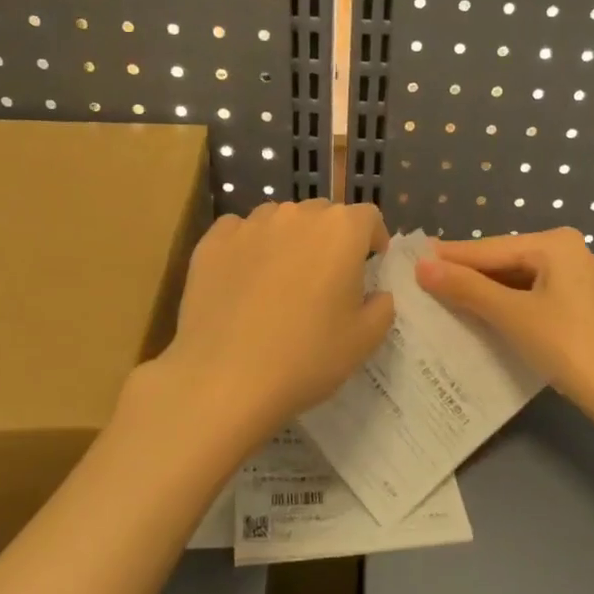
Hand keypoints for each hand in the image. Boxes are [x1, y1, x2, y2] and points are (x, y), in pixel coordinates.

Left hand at [159, 199, 394, 441]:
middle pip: (323, 214)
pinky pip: (238, 231)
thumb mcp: (364, 340)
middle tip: (326, 279)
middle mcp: (296, 216)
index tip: (369, 265)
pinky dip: (248, 246)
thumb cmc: (306, 358)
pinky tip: (244, 280)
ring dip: (289, 239)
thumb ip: (381, 307)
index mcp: (341, 231)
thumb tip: (375, 294)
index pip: (367, 217)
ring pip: (280, 219)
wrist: (224, 380)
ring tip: (282, 278)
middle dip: (331, 238)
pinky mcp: (212, 242)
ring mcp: (250, 225)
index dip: (372, 239)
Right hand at [415, 228, 593, 422]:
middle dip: (464, 274)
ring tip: (439, 299)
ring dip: (481, 292)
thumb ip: (467, 288)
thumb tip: (422, 266)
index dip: (449, 257)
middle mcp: (565, 251)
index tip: (409, 260)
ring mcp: (573, 279)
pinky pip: (528, 296)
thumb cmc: (569, 345)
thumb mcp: (513, 315)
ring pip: (514, 280)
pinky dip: (503, 305)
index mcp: (553, 243)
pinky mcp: (575, 305)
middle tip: (419, 282)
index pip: (488, 248)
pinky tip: (477, 315)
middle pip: (502, 261)